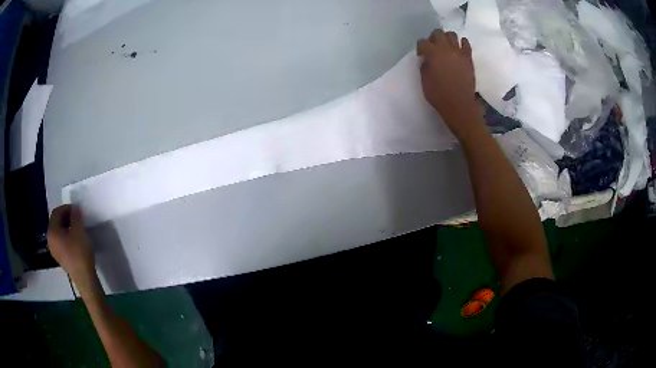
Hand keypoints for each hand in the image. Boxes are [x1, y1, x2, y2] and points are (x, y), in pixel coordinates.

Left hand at [48, 205, 96, 285]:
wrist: (84, 279)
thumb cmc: (80, 253)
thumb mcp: (79, 231)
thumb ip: (75, 216)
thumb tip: (75, 209)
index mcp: (52, 231)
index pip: (56, 213)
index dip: (66, 208)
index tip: (77, 210)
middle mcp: (50, 239)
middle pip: (56, 222)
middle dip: (66, 217)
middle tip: (77, 218)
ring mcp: (54, 250)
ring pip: (58, 232)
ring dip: (66, 227)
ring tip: (77, 228)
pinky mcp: (59, 257)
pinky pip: (60, 241)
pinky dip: (66, 236)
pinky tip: (75, 240)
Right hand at [417, 30, 480, 139]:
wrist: (460, 105)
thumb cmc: (439, 96)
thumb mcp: (425, 82)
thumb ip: (424, 67)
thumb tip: (426, 60)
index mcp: (433, 54)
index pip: (423, 42)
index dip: (420, 48)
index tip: (421, 55)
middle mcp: (446, 49)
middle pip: (437, 33)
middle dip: (433, 38)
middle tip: (433, 48)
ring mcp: (459, 52)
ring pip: (452, 34)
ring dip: (447, 38)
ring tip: (446, 48)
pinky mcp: (468, 58)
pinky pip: (466, 43)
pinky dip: (461, 43)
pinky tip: (458, 49)